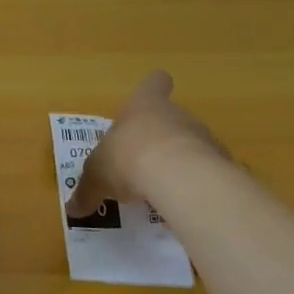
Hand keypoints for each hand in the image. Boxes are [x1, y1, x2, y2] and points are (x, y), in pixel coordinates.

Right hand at [67, 71, 231, 216]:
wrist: (180, 177)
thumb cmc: (128, 158)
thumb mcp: (96, 176)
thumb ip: (86, 192)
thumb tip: (72, 210)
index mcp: (144, 106)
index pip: (154, 83)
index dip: (152, 88)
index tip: (150, 96)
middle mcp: (176, 114)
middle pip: (170, 118)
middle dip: (157, 138)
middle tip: (140, 162)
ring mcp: (202, 137)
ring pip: (189, 144)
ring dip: (177, 161)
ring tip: (160, 188)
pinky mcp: (220, 164)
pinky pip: (205, 171)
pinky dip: (194, 184)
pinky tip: (182, 202)